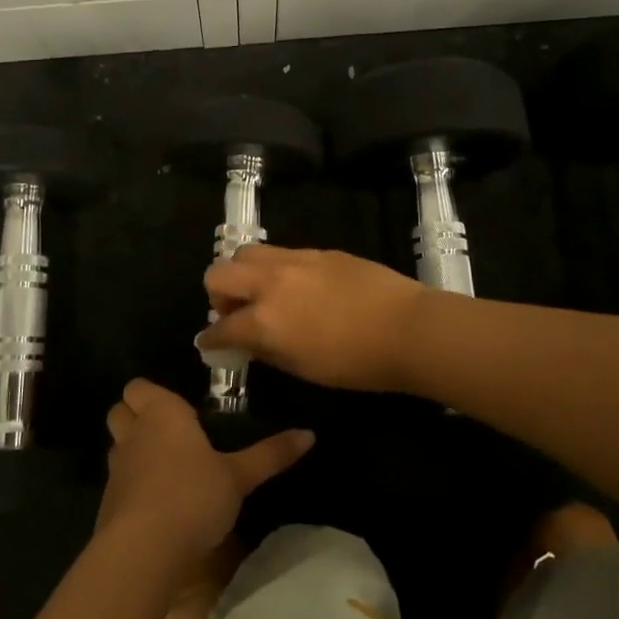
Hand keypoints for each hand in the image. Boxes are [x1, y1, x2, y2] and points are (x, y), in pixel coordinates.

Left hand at [96, 379, 312, 568]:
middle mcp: (133, 434)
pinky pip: (117, 482)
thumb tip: (310, 434)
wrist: (143, 551)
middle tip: (168, 431)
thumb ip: (271, 455)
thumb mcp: (239, 477)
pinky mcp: (107, 504)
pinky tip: (155, 504)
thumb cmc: (193, 496)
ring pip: (116, 446)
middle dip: (134, 415)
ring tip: (164, 466)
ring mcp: (116, 470)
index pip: (139, 387)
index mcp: (161, 413)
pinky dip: (130, 486)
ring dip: (132, 450)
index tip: (178, 408)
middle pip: (119, 411)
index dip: (151, 394)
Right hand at [198, 245, 427, 392]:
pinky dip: (275, 269)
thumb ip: (267, 350)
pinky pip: (282, 253)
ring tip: (263, 294)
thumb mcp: (303, 368)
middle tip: (237, 314)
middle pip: (218, 273)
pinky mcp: (319, 251)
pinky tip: (297, 287)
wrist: (407, 328)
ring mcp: (295, 260)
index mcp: (263, 319)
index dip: (210, 340)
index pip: (220, 327)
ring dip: (244, 273)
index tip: (210, 345)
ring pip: (247, 252)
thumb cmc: (356, 363)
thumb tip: (249, 343)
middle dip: (218, 295)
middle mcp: (270, 282)